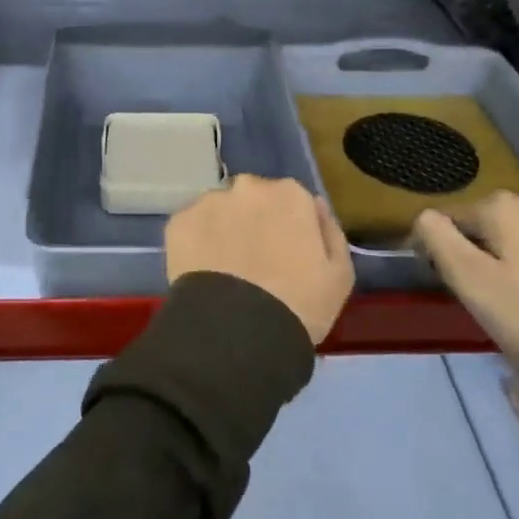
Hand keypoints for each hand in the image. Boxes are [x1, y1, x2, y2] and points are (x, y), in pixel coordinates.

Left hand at [166, 176, 355, 344]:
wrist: (239, 332)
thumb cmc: (300, 305)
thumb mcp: (340, 275)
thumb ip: (330, 232)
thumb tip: (317, 207)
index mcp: (291, 194)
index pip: (292, 202)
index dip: (289, 229)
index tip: (286, 255)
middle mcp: (248, 187)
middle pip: (253, 200)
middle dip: (254, 222)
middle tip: (254, 263)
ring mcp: (209, 202)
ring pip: (219, 211)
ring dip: (223, 230)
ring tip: (225, 271)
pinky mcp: (178, 223)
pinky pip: (191, 229)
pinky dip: (196, 245)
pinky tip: (203, 273)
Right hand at [411, 193, 518, 373]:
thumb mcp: (471, 281)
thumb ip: (439, 240)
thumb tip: (424, 215)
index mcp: (504, 206)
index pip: (449, 217)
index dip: (437, 247)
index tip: (442, 281)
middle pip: (485, 222)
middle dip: (474, 249)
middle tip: (476, 292)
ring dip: (506, 255)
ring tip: (509, 295)